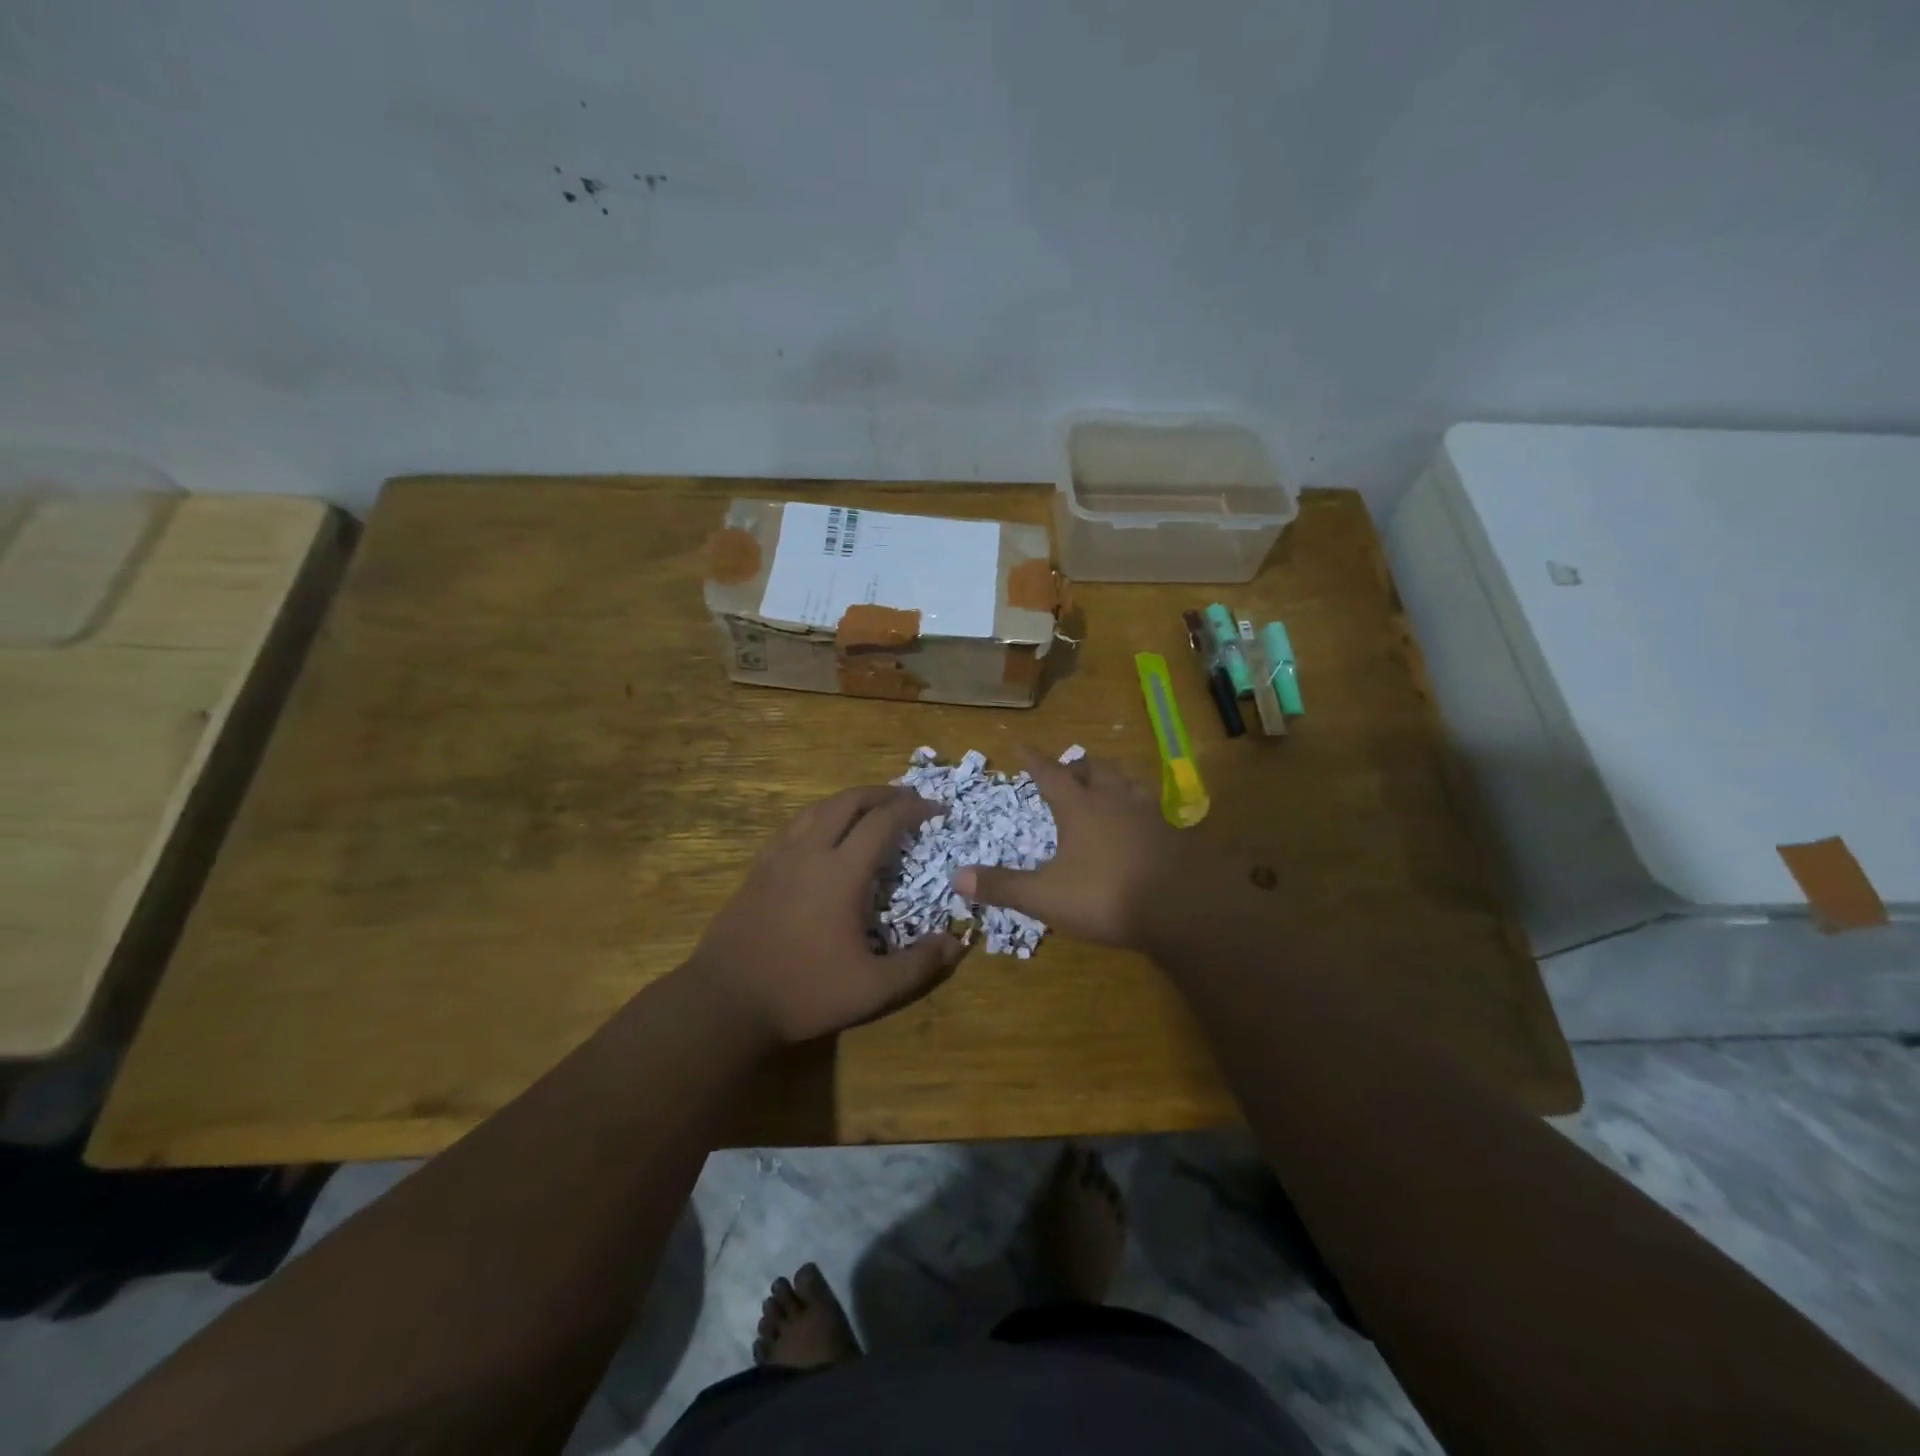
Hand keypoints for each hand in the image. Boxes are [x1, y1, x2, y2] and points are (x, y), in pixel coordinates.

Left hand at [690, 785, 968, 1045]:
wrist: (726, 1000)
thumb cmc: (804, 991)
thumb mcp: (872, 989)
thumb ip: (919, 965)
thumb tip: (958, 943)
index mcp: (841, 872)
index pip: (883, 822)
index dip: (913, 809)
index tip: (936, 810)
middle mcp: (810, 852)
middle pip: (849, 802)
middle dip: (883, 793)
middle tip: (907, 799)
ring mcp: (779, 857)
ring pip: (818, 808)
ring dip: (850, 800)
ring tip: (870, 807)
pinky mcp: (758, 869)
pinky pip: (795, 825)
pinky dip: (820, 816)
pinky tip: (823, 832)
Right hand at [954, 748, 1188, 949]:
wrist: (1183, 908)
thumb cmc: (1106, 895)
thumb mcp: (1046, 896)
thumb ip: (1003, 885)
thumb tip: (956, 876)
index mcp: (1080, 807)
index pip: (1050, 774)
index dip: (1034, 759)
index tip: (1021, 744)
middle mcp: (1114, 800)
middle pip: (1096, 769)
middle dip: (1079, 766)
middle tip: (1070, 769)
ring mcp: (1150, 814)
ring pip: (1128, 783)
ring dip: (1113, 780)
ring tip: (1107, 787)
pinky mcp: (1174, 833)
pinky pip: (1153, 808)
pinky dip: (1139, 807)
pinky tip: (1142, 823)